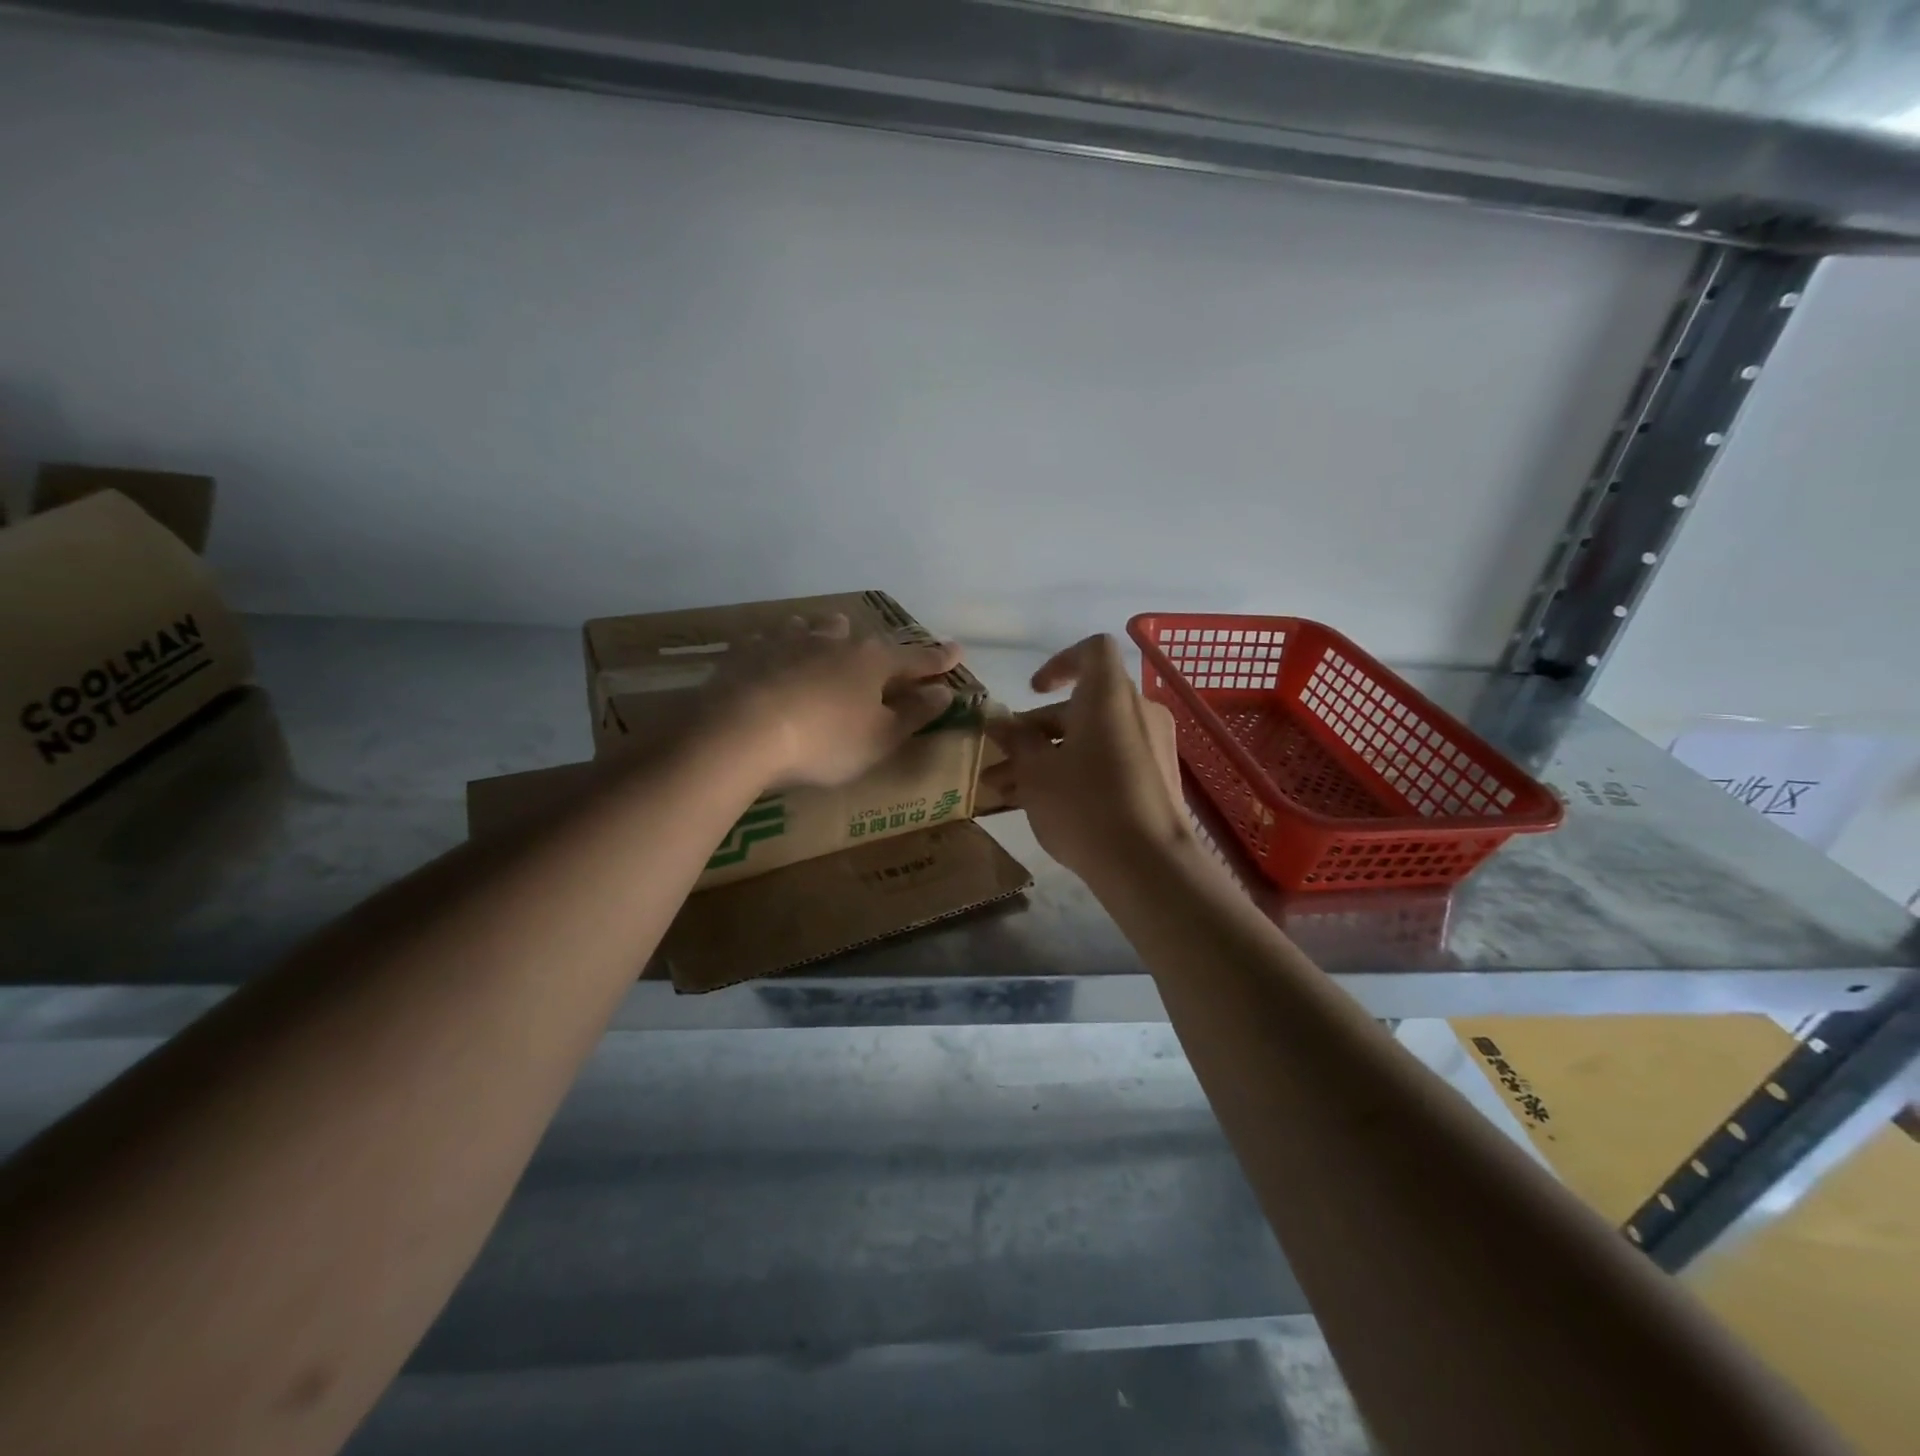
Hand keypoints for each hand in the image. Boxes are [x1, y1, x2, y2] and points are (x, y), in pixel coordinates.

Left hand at [718, 613, 962, 788]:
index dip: (938, 659)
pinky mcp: (750, 650)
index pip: (915, 659)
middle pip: (863, 638)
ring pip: (816, 629)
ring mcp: (790, 641)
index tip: (956, 651)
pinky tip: (773, 653)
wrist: (743, 731)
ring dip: (827, 634)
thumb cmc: (825, 741)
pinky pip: (772, 639)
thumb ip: (915, 713)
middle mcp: (835, 641)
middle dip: (877, 647)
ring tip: (826, 638)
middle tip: (882, 655)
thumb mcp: (880, 738)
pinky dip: (781, 645)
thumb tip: (945, 691)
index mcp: (872, 662)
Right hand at [981, 635, 1189, 879]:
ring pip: (1091, 738)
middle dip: (1035, 731)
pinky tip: (1042, 805)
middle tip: (1000, 760)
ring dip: (1048, 756)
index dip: (1059, 663)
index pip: (1091, 651)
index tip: (1032, 692)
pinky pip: (1110, 759)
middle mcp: (1137, 711)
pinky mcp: (1156, 778)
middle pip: (1082, 704)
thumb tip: (1000, 723)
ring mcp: (1152, 745)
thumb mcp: (1036, 772)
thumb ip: (1016, 741)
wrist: (1149, 866)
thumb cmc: (1085, 805)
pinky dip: (1077, 770)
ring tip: (1006, 791)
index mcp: (1109, 695)